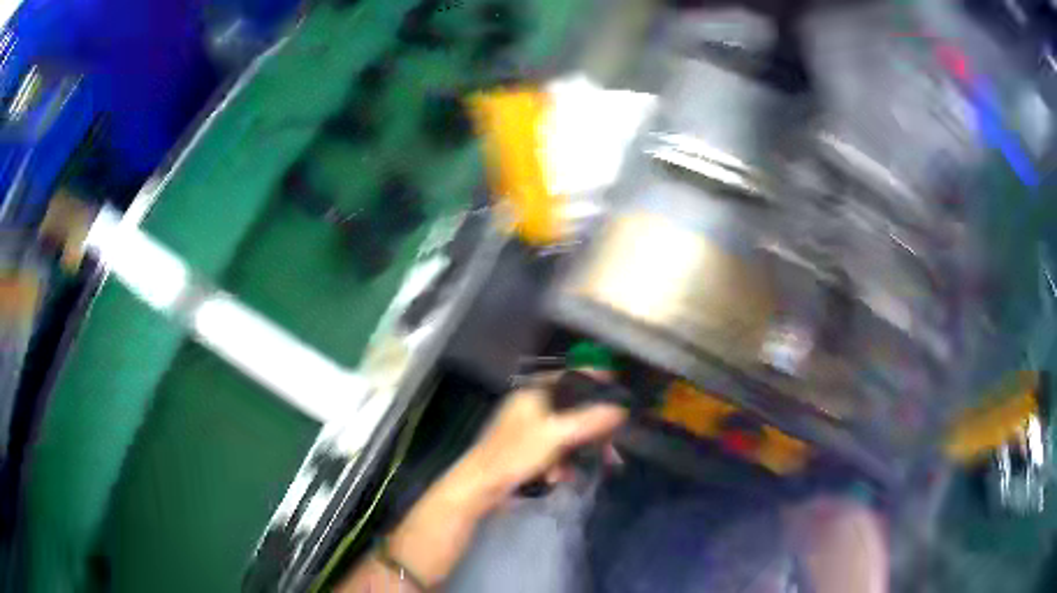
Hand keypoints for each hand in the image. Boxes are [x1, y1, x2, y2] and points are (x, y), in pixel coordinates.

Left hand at [458, 371, 628, 503]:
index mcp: (533, 394)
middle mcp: (531, 408)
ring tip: (590, 467)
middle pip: (572, 410)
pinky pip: (555, 452)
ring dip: (579, 452)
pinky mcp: (527, 453)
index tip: (617, 390)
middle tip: (611, 443)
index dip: (593, 381)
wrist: (481, 487)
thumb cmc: (516, 454)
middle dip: (592, 430)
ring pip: (566, 435)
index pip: (569, 377)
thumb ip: (589, 420)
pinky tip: (559, 478)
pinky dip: (561, 464)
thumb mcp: (556, 435)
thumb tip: (620, 409)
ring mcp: (528, 431)